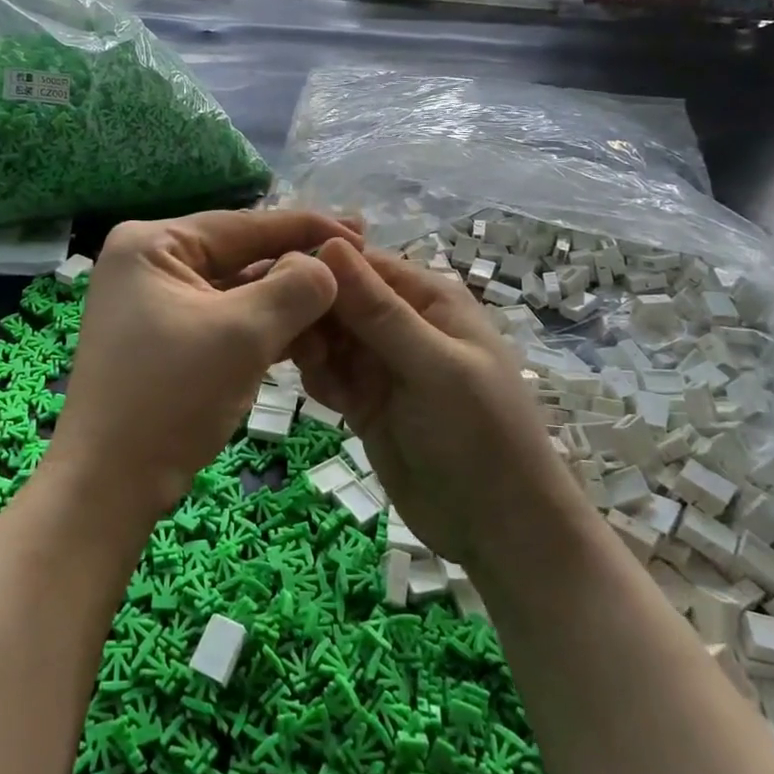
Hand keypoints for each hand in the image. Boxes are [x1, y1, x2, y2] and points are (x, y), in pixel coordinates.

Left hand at [52, 210, 360, 512]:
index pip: (242, 225)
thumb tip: (327, 266)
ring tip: (343, 303)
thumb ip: (295, 288)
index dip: (305, 227)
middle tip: (358, 262)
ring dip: (286, 303)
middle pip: (240, 256)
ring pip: (237, 292)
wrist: (110, 486)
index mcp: (152, 244)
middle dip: (297, 268)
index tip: (360, 229)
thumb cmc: (170, 396)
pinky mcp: (168, 341)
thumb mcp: (243, 333)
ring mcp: (157, 304)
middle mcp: (150, 264)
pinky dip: (265, 328)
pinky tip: (310, 334)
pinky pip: (226, 321)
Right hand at [292, 241, 563, 567]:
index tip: (276, 278)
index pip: (362, 263)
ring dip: (310, 347)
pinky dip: (318, 378)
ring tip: (309, 370)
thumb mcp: (433, 366)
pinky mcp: (365, 401)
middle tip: (280, 331)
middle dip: (310, 310)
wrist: (498, 529)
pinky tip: (325, 396)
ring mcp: (382, 364)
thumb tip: (330, 244)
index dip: (319, 266)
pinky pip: (329, 374)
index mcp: (428, 299)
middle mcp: (402, 323)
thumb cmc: (480, 434)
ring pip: (328, 337)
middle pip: (339, 298)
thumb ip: (380, 311)